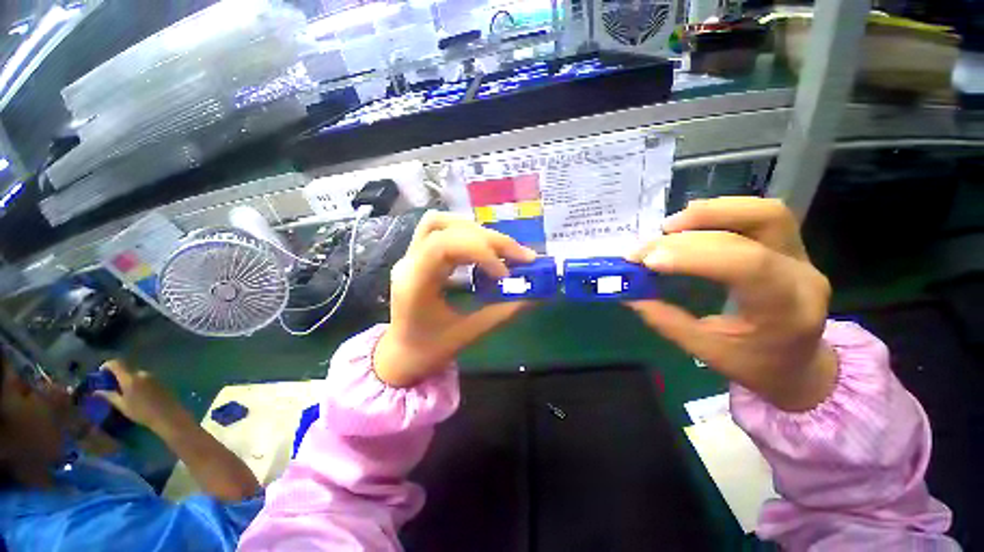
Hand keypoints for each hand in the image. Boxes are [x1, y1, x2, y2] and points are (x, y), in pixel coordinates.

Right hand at [95, 361, 193, 434]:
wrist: (167, 415)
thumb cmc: (142, 412)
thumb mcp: (122, 405)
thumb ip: (109, 396)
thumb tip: (96, 391)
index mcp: (130, 378)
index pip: (116, 364)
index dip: (107, 365)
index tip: (101, 373)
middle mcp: (142, 373)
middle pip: (127, 370)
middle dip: (118, 376)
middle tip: (112, 387)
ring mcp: (153, 376)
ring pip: (136, 375)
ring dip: (128, 380)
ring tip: (125, 393)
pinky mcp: (160, 380)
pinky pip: (145, 379)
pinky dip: (138, 383)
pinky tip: (138, 395)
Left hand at [374, 211, 537, 386]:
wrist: (400, 355)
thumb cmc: (428, 351)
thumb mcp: (467, 334)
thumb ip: (501, 312)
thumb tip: (534, 296)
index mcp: (414, 283)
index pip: (443, 245)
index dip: (480, 250)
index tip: (505, 273)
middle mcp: (409, 262)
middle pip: (447, 229)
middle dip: (490, 239)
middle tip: (522, 256)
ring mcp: (411, 256)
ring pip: (441, 223)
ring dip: (476, 230)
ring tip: (502, 248)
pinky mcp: (419, 256)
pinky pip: (441, 231)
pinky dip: (467, 234)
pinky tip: (484, 248)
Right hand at [626, 197, 836, 411]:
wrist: (800, 365)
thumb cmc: (755, 364)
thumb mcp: (706, 351)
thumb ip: (666, 320)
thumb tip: (628, 293)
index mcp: (787, 310)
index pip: (747, 266)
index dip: (694, 256)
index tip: (647, 261)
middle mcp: (801, 274)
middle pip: (752, 232)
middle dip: (688, 238)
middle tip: (645, 249)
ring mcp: (800, 254)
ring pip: (764, 211)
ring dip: (710, 213)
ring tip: (668, 226)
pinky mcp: (789, 245)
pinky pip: (758, 214)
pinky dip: (720, 212)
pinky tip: (690, 222)